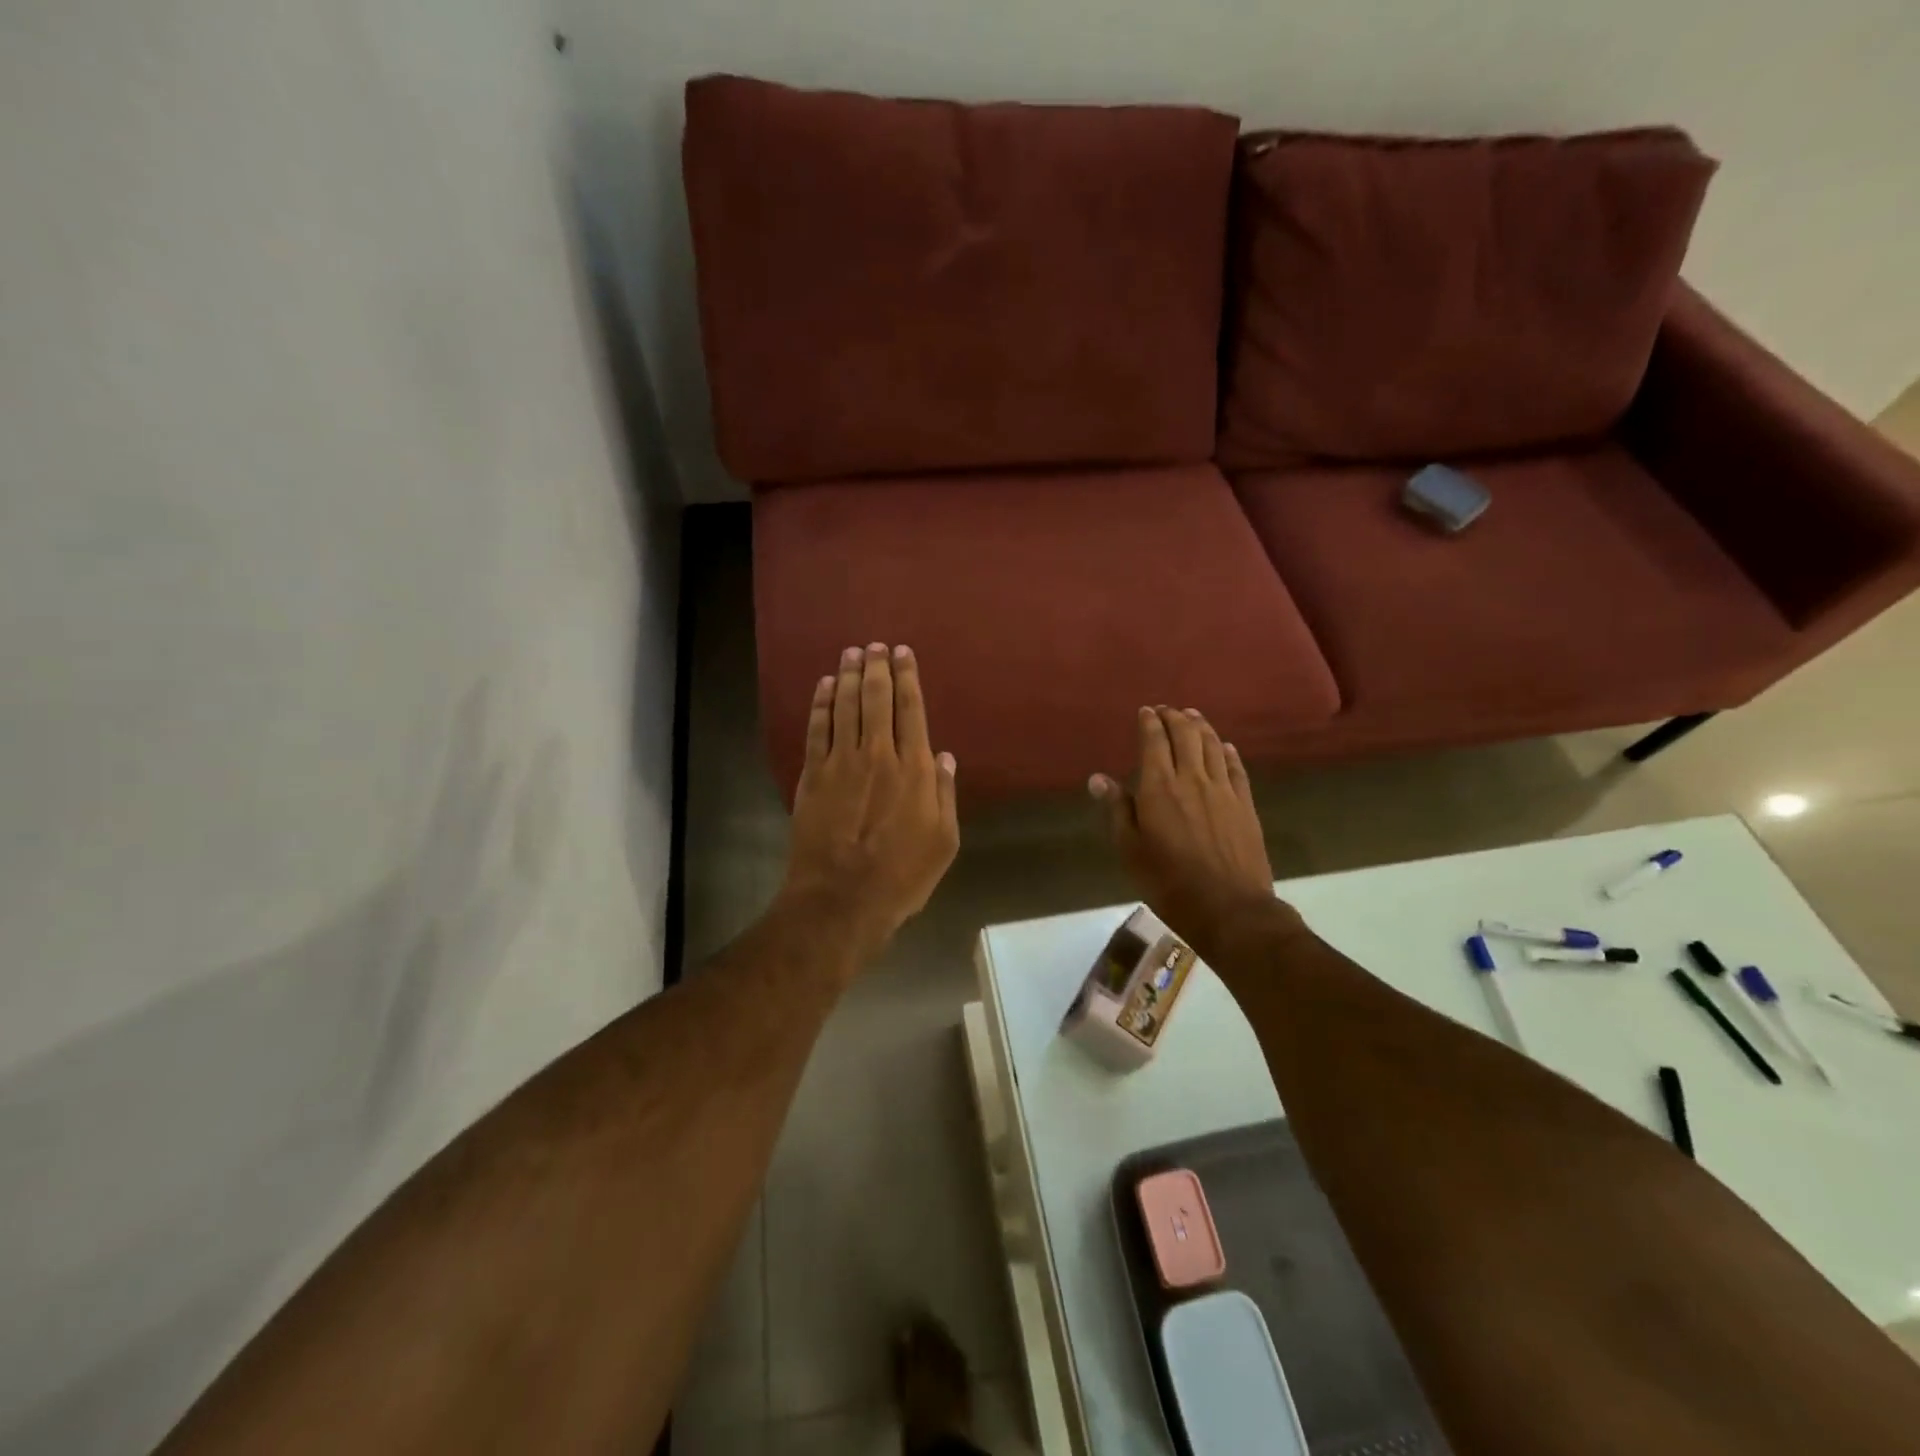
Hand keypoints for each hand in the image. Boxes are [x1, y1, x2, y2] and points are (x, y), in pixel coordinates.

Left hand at [779, 643, 959, 958]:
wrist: (840, 899)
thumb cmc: (901, 876)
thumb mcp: (944, 841)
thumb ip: (944, 793)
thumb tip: (943, 755)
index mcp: (913, 768)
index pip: (911, 709)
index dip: (907, 677)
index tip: (903, 653)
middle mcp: (877, 754)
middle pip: (876, 698)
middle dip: (876, 667)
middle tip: (875, 645)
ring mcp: (840, 762)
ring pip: (844, 706)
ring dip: (847, 675)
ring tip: (851, 652)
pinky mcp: (811, 776)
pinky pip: (816, 729)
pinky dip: (820, 704)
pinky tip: (823, 686)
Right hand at [1090, 707, 1302, 960]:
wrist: (1230, 908)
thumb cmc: (1169, 882)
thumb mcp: (1130, 849)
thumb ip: (1117, 809)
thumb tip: (1098, 778)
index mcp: (1159, 787)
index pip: (1154, 741)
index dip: (1149, 723)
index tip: (1145, 711)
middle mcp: (1193, 778)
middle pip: (1186, 735)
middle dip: (1175, 717)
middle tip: (1167, 709)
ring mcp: (1224, 790)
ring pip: (1213, 746)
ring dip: (1202, 726)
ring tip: (1193, 716)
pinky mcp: (1246, 805)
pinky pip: (1237, 768)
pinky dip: (1228, 752)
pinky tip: (1226, 747)